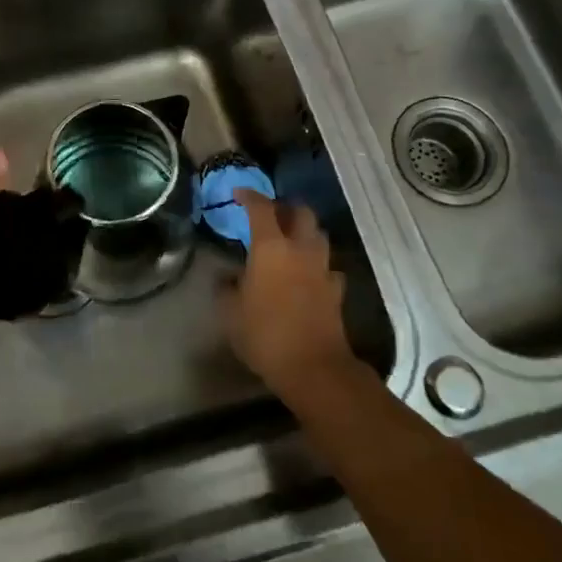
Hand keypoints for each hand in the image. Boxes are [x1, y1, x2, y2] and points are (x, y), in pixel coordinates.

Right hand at [225, 189, 354, 395]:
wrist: (313, 367)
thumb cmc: (264, 334)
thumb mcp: (230, 312)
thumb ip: (225, 288)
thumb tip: (227, 277)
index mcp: (271, 247)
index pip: (262, 208)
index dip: (249, 196)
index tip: (238, 194)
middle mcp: (300, 249)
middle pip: (301, 212)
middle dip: (285, 207)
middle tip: (270, 214)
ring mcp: (322, 269)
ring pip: (318, 236)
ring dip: (304, 232)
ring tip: (288, 241)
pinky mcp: (336, 290)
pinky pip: (327, 266)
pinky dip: (316, 264)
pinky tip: (306, 275)